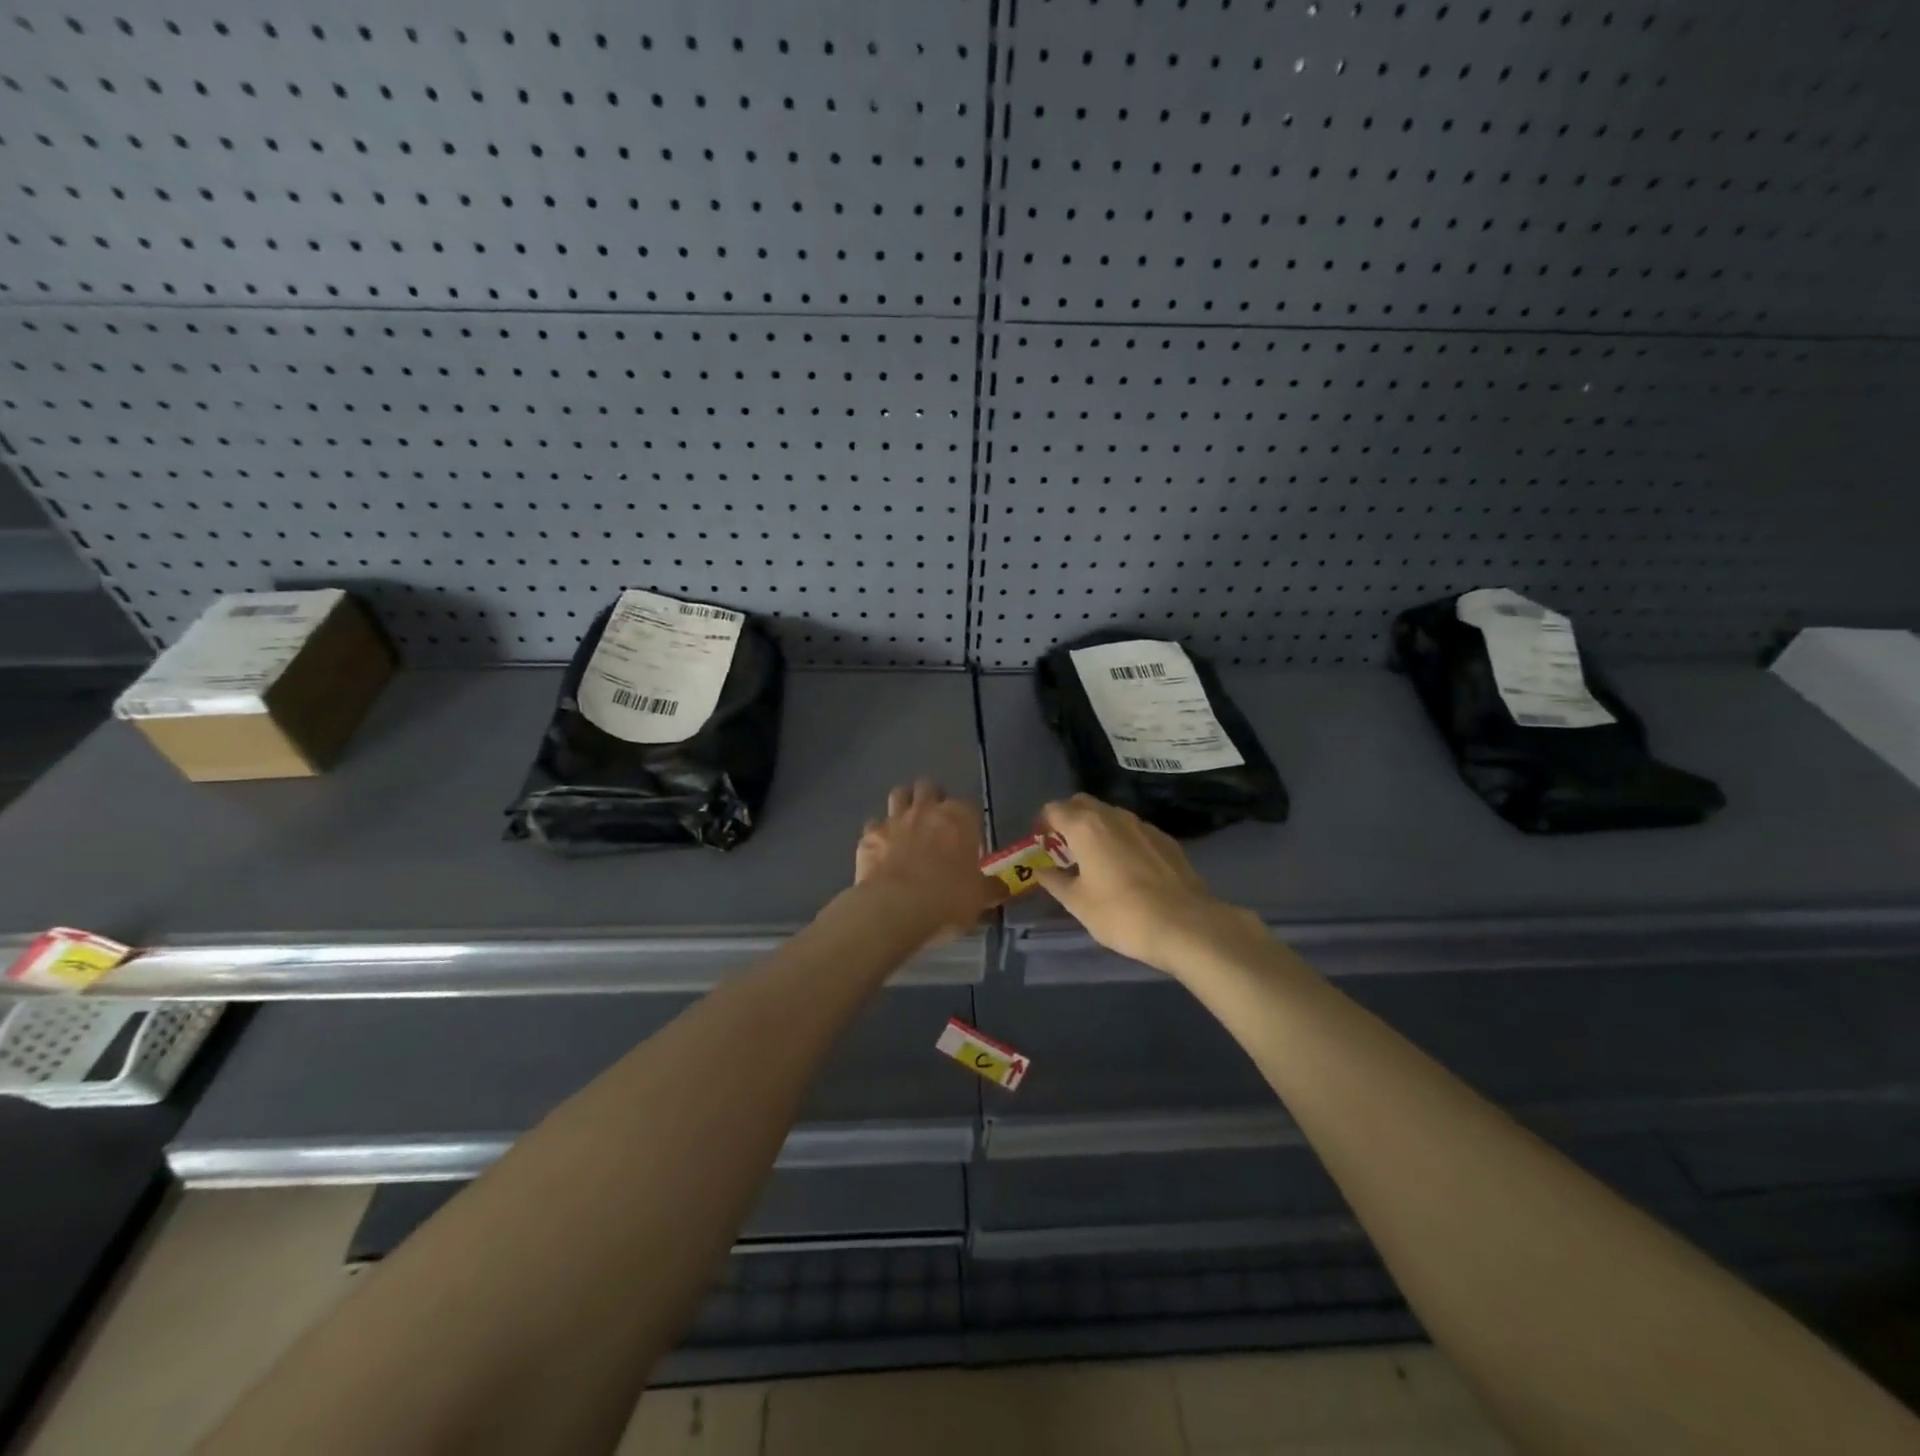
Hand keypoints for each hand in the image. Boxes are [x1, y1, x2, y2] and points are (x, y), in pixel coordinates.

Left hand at [854, 779, 1004, 943]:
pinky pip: (874, 824)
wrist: (895, 909)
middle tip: (935, 822)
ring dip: (904, 804)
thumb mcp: (979, 898)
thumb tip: (1002, 888)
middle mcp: (926, 810)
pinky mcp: (869, 836)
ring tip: (907, 823)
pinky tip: (882, 849)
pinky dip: (879, 833)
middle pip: (929, 787)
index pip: (968, 806)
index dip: (967, 821)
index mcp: (959, 818)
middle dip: (932, 798)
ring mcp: (894, 820)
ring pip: (899, 793)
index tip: (967, 839)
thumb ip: (990, 888)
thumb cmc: (948, 899)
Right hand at [1034, 794, 1264, 974]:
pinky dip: (1122, 841)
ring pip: (1110, 815)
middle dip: (1069, 820)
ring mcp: (1143, 825)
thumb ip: (1055, 882)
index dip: (1043, 824)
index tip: (1042, 846)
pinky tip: (1128, 870)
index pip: (1054, 808)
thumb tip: (1042, 871)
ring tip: (1096, 861)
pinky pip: (1134, 831)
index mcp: (1085, 826)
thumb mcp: (1078, 904)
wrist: (1186, 925)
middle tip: (1065, 850)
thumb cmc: (1121, 914)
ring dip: (1097, 829)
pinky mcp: (1166, 840)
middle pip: (1082, 804)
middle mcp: (1114, 816)